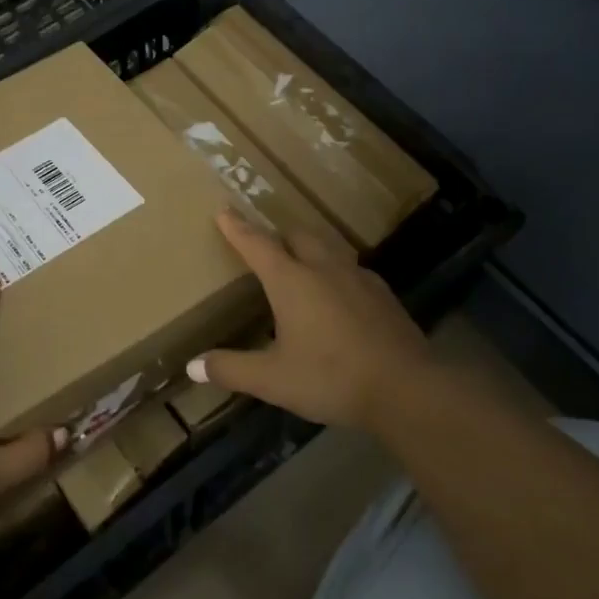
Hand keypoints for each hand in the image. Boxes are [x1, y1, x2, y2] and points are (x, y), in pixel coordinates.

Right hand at [190, 211, 437, 430]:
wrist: (406, 388)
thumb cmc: (330, 377)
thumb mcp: (272, 379)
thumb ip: (231, 369)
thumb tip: (191, 366)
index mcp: (291, 280)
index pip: (257, 244)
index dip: (237, 227)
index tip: (224, 210)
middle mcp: (323, 268)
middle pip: (297, 236)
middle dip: (278, 235)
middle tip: (266, 243)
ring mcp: (358, 278)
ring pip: (328, 249)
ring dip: (310, 249)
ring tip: (302, 263)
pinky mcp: (384, 295)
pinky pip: (352, 271)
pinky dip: (337, 273)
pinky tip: (340, 295)